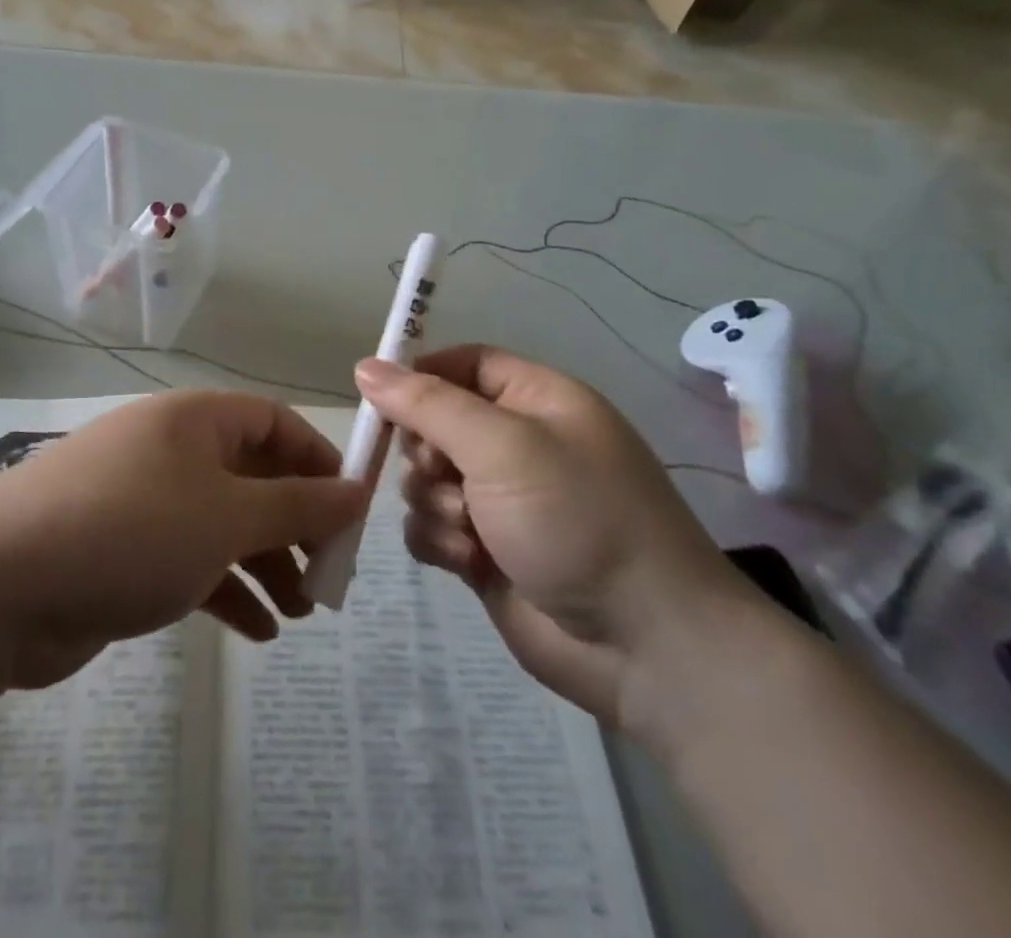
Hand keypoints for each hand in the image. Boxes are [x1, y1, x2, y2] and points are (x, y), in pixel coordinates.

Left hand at [0, 392, 367, 689]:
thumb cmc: (130, 530)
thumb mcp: (226, 517)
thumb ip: (297, 505)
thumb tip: (357, 491)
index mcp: (194, 421)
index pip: (274, 422)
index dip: (317, 460)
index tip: (351, 512)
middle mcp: (171, 451)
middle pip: (252, 476)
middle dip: (294, 525)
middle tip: (328, 578)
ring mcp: (144, 501)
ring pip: (223, 524)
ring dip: (264, 564)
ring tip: (299, 614)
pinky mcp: (123, 551)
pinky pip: (190, 561)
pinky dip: (225, 590)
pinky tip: (256, 634)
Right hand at [358, 346, 761, 729]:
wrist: (645, 648)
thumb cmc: (579, 520)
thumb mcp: (502, 446)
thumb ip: (427, 404)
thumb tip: (365, 367)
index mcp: (536, 401)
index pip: (463, 363)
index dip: (420, 374)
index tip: (379, 397)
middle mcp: (516, 445)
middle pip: (434, 422)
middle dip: (426, 452)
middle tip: (444, 474)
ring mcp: (500, 500)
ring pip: (424, 479)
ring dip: (434, 502)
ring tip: (469, 530)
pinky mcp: (484, 550)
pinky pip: (430, 526)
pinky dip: (439, 540)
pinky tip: (467, 561)